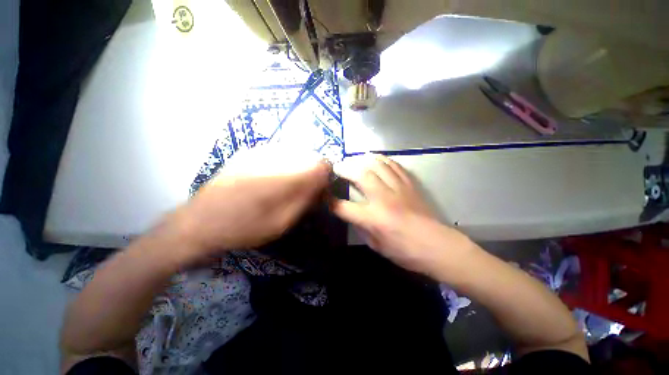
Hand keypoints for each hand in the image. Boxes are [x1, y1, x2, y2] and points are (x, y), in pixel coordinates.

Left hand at [165, 147, 331, 261]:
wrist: (198, 222)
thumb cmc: (242, 228)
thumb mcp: (280, 223)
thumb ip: (304, 200)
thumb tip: (322, 184)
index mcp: (283, 178)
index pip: (320, 165)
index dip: (325, 176)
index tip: (321, 191)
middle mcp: (274, 158)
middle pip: (309, 159)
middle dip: (312, 175)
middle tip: (304, 194)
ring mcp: (259, 153)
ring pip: (295, 156)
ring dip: (298, 171)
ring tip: (287, 190)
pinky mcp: (249, 154)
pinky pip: (279, 155)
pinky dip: (284, 167)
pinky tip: (272, 182)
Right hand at [333, 155, 469, 273]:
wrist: (436, 245)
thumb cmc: (404, 251)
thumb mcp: (376, 245)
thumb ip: (361, 227)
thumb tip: (351, 214)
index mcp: (373, 218)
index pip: (344, 207)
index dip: (330, 201)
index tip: (324, 196)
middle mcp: (384, 199)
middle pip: (360, 175)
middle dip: (345, 168)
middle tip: (337, 167)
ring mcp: (398, 189)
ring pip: (377, 165)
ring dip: (362, 160)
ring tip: (354, 160)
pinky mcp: (409, 184)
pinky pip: (394, 165)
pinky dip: (382, 159)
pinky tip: (375, 159)